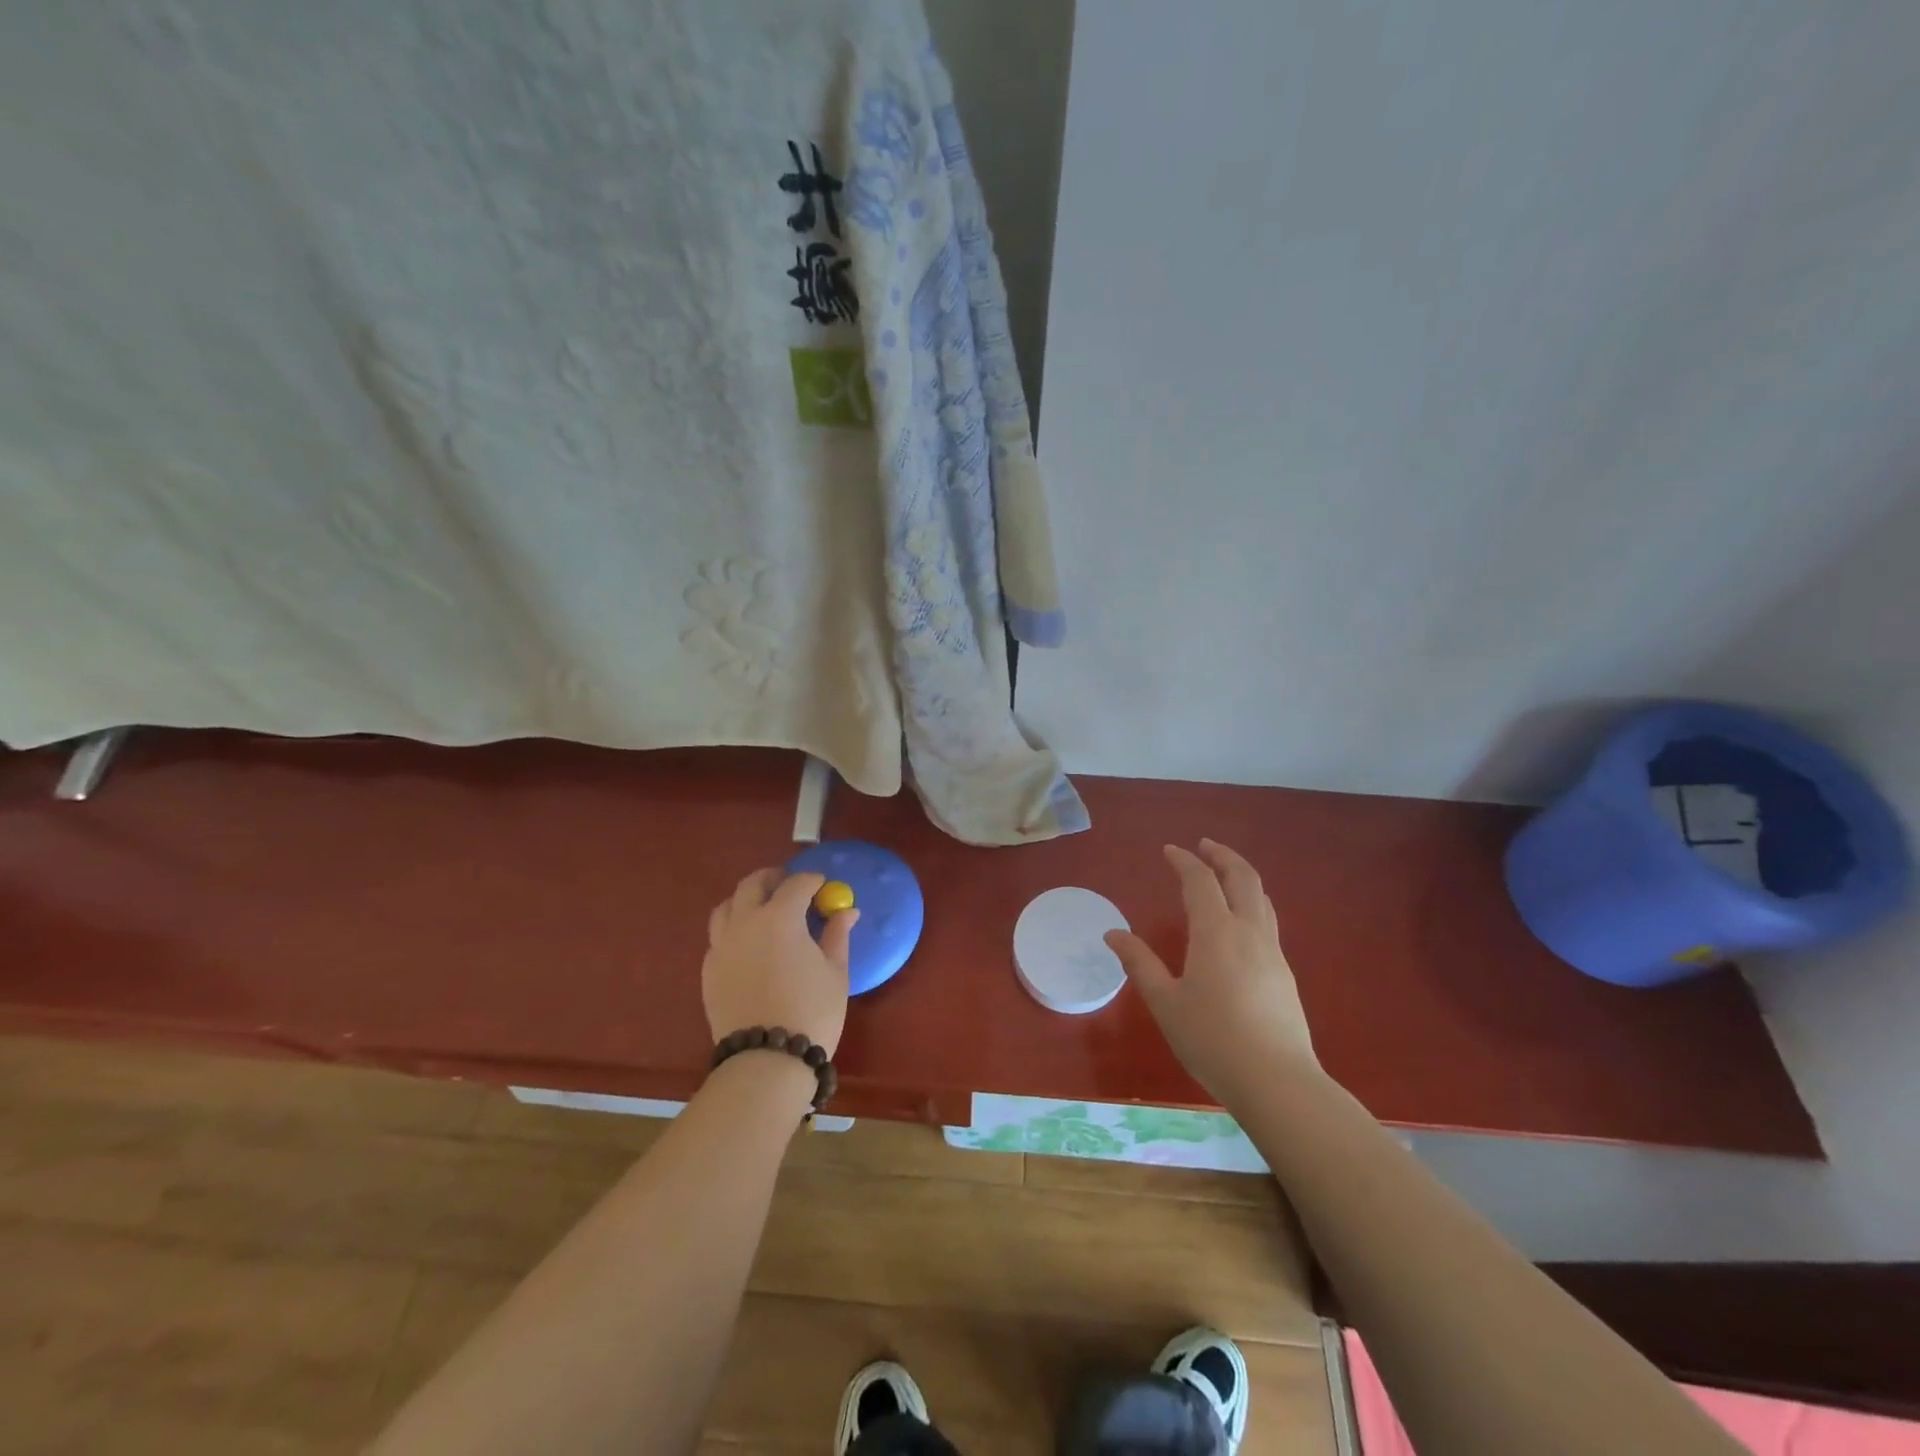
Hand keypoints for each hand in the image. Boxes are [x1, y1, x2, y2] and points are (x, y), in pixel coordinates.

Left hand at [702, 869, 856, 1055]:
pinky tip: (749, 943)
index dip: (812, 880)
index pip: (796, 884)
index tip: (822, 885)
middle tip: (790, 885)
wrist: (766, 1061)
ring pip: (727, 906)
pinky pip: (718, 936)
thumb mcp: (835, 972)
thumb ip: (837, 935)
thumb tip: (847, 911)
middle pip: (752, 885)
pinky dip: (734, 928)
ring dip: (746, 899)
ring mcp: (721, 946)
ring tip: (764, 909)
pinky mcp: (709, 970)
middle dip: (773, 879)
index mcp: (779, 918)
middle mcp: (745, 923)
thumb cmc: (811, 1012)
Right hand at [1106, 839, 1318, 1104]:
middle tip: (1204, 845)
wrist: (1277, 1081)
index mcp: (1216, 932)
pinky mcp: (1284, 973)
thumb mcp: (1165, 1002)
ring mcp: (1272, 952)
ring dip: (1241, 876)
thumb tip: (1113, 934)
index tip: (1169, 851)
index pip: (1200, 881)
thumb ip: (1139, 963)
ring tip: (1223, 875)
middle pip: (1243, 877)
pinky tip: (1238, 922)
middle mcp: (1248, 932)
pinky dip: (1251, 903)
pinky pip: (1267, 921)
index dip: (1184, 861)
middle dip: (1222, 855)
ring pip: (1261, 898)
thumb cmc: (1212, 1040)